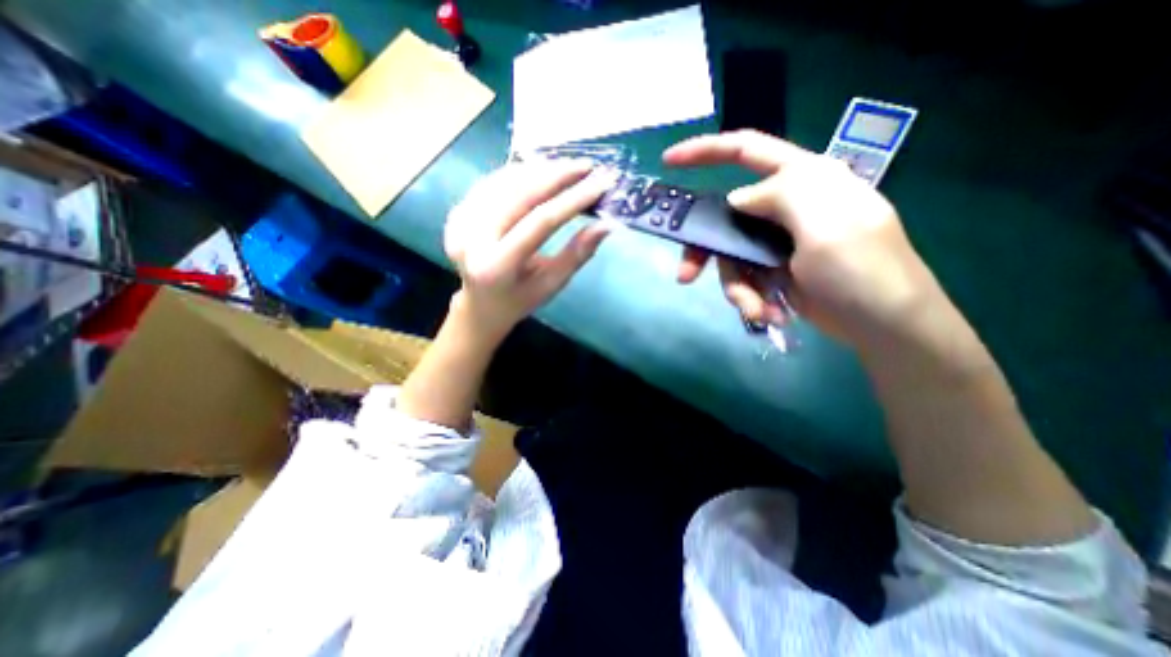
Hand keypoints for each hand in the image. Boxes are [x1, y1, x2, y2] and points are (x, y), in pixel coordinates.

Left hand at [444, 159, 615, 344]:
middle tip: (588, 165)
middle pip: (520, 194)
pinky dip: (521, 173)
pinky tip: (543, 170)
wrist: (480, 305)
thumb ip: (577, 255)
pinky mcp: (458, 211)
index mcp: (496, 266)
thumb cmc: (520, 300)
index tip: (602, 184)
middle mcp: (471, 239)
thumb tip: (606, 225)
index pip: (540, 223)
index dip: (573, 201)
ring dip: (540, 169)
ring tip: (570, 166)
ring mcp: (460, 221)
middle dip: (558, 175)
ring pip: (505, 182)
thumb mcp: (551, 285)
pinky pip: (493, 182)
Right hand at [668, 129, 940, 348]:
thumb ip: (781, 195)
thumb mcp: (826, 223)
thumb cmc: (862, 270)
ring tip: (756, 311)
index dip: (705, 151)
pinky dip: (751, 299)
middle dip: (705, 250)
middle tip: (686, 276)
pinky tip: (769, 315)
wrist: (884, 327)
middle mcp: (786, 206)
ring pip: (732, 255)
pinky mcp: (775, 270)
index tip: (669, 161)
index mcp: (803, 179)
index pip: (747, 150)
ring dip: (737, 287)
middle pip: (725, 217)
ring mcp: (778, 241)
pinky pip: (745, 278)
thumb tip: (738, 198)